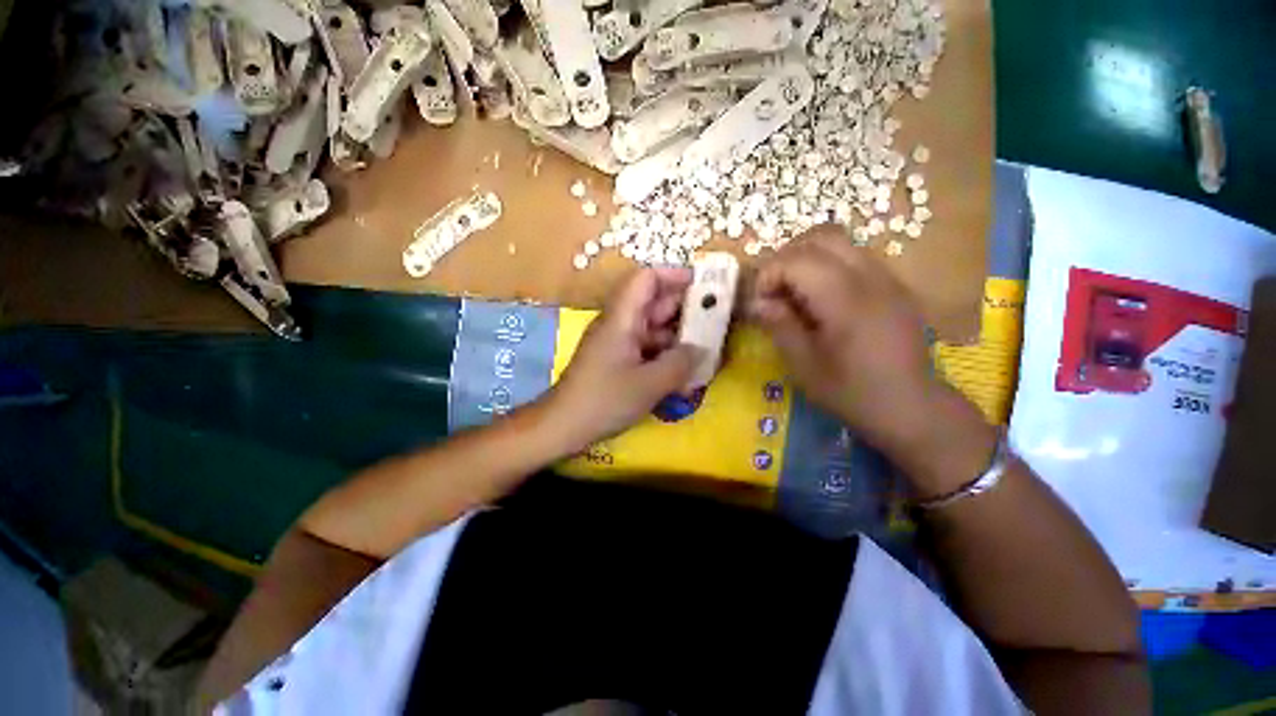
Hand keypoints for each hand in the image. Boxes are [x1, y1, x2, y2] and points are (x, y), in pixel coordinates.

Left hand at [546, 267, 699, 449]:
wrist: (562, 426)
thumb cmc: (603, 401)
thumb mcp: (649, 384)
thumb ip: (680, 363)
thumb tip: (702, 349)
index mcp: (621, 318)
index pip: (647, 279)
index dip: (675, 275)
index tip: (705, 285)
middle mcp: (619, 324)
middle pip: (653, 302)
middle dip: (685, 309)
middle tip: (716, 321)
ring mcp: (617, 342)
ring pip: (653, 327)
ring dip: (677, 336)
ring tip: (707, 348)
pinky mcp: (617, 360)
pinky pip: (646, 348)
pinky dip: (665, 354)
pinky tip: (684, 371)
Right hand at [747, 228, 996, 493]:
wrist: (912, 407)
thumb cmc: (852, 392)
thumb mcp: (804, 366)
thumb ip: (779, 326)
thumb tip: (756, 302)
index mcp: (845, 300)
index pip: (797, 259)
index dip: (768, 274)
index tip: (759, 302)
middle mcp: (870, 277)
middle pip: (821, 237)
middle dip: (786, 257)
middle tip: (773, 290)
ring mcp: (887, 278)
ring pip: (840, 241)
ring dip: (806, 258)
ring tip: (793, 291)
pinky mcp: (893, 285)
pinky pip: (854, 256)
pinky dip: (827, 265)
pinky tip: (820, 298)